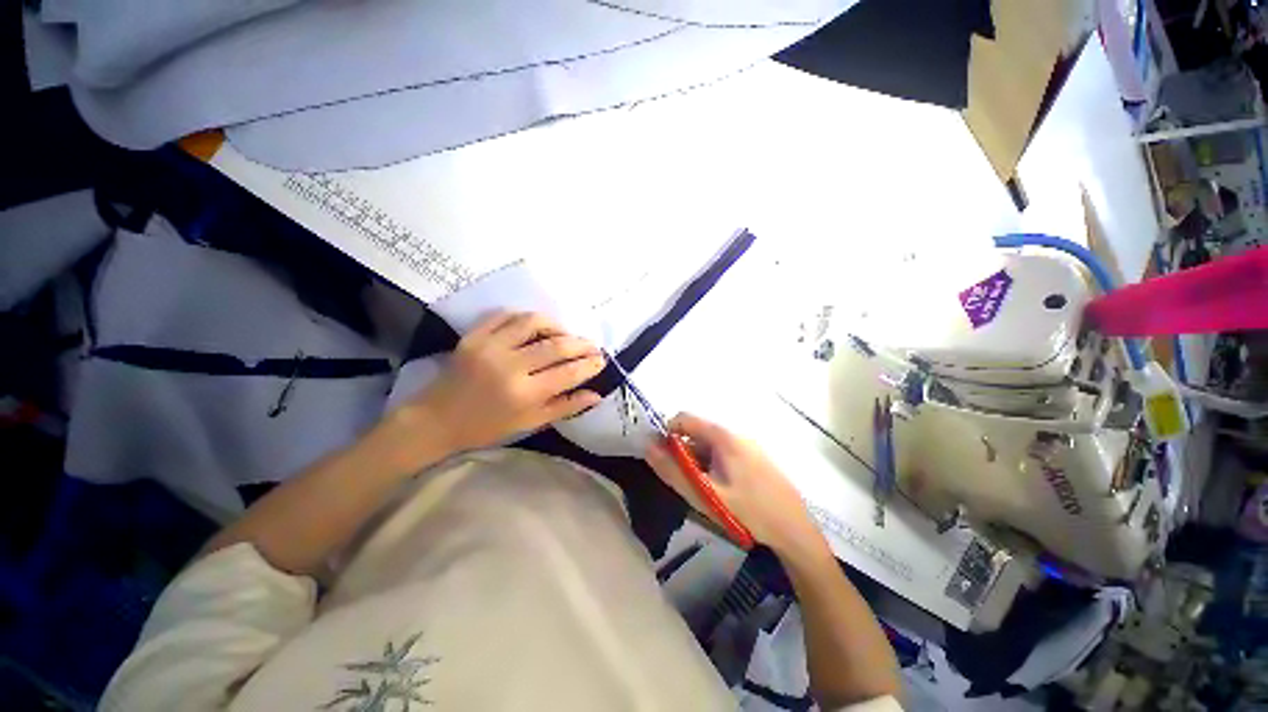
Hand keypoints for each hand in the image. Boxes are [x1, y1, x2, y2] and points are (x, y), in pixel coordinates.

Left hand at [406, 311, 604, 453]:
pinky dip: (526, 317)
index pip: (568, 373)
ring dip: (556, 326)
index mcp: (524, 394)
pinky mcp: (474, 336)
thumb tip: (596, 394)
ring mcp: (490, 347)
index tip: (601, 360)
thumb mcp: (530, 423)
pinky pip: (506, 315)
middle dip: (581, 344)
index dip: (589, 364)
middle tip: (592, 346)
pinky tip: (536, 326)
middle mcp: (510, 366)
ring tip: (565, 334)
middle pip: (556, 345)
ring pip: (533, 322)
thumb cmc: (487, 427)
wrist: (436, 420)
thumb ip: (565, 407)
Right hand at [645, 412, 825, 556]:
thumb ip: (673, 471)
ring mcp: (747, 445)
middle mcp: (735, 433)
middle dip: (683, 453)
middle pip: (697, 433)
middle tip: (685, 482)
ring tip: (704, 491)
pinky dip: (713, 466)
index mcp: (723, 436)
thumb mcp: (704, 494)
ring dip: (698, 462)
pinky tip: (721, 491)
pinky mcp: (755, 457)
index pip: (684, 419)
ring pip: (710, 445)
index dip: (667, 434)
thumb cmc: (748, 511)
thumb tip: (647, 447)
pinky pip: (724, 453)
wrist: (795, 531)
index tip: (663, 459)